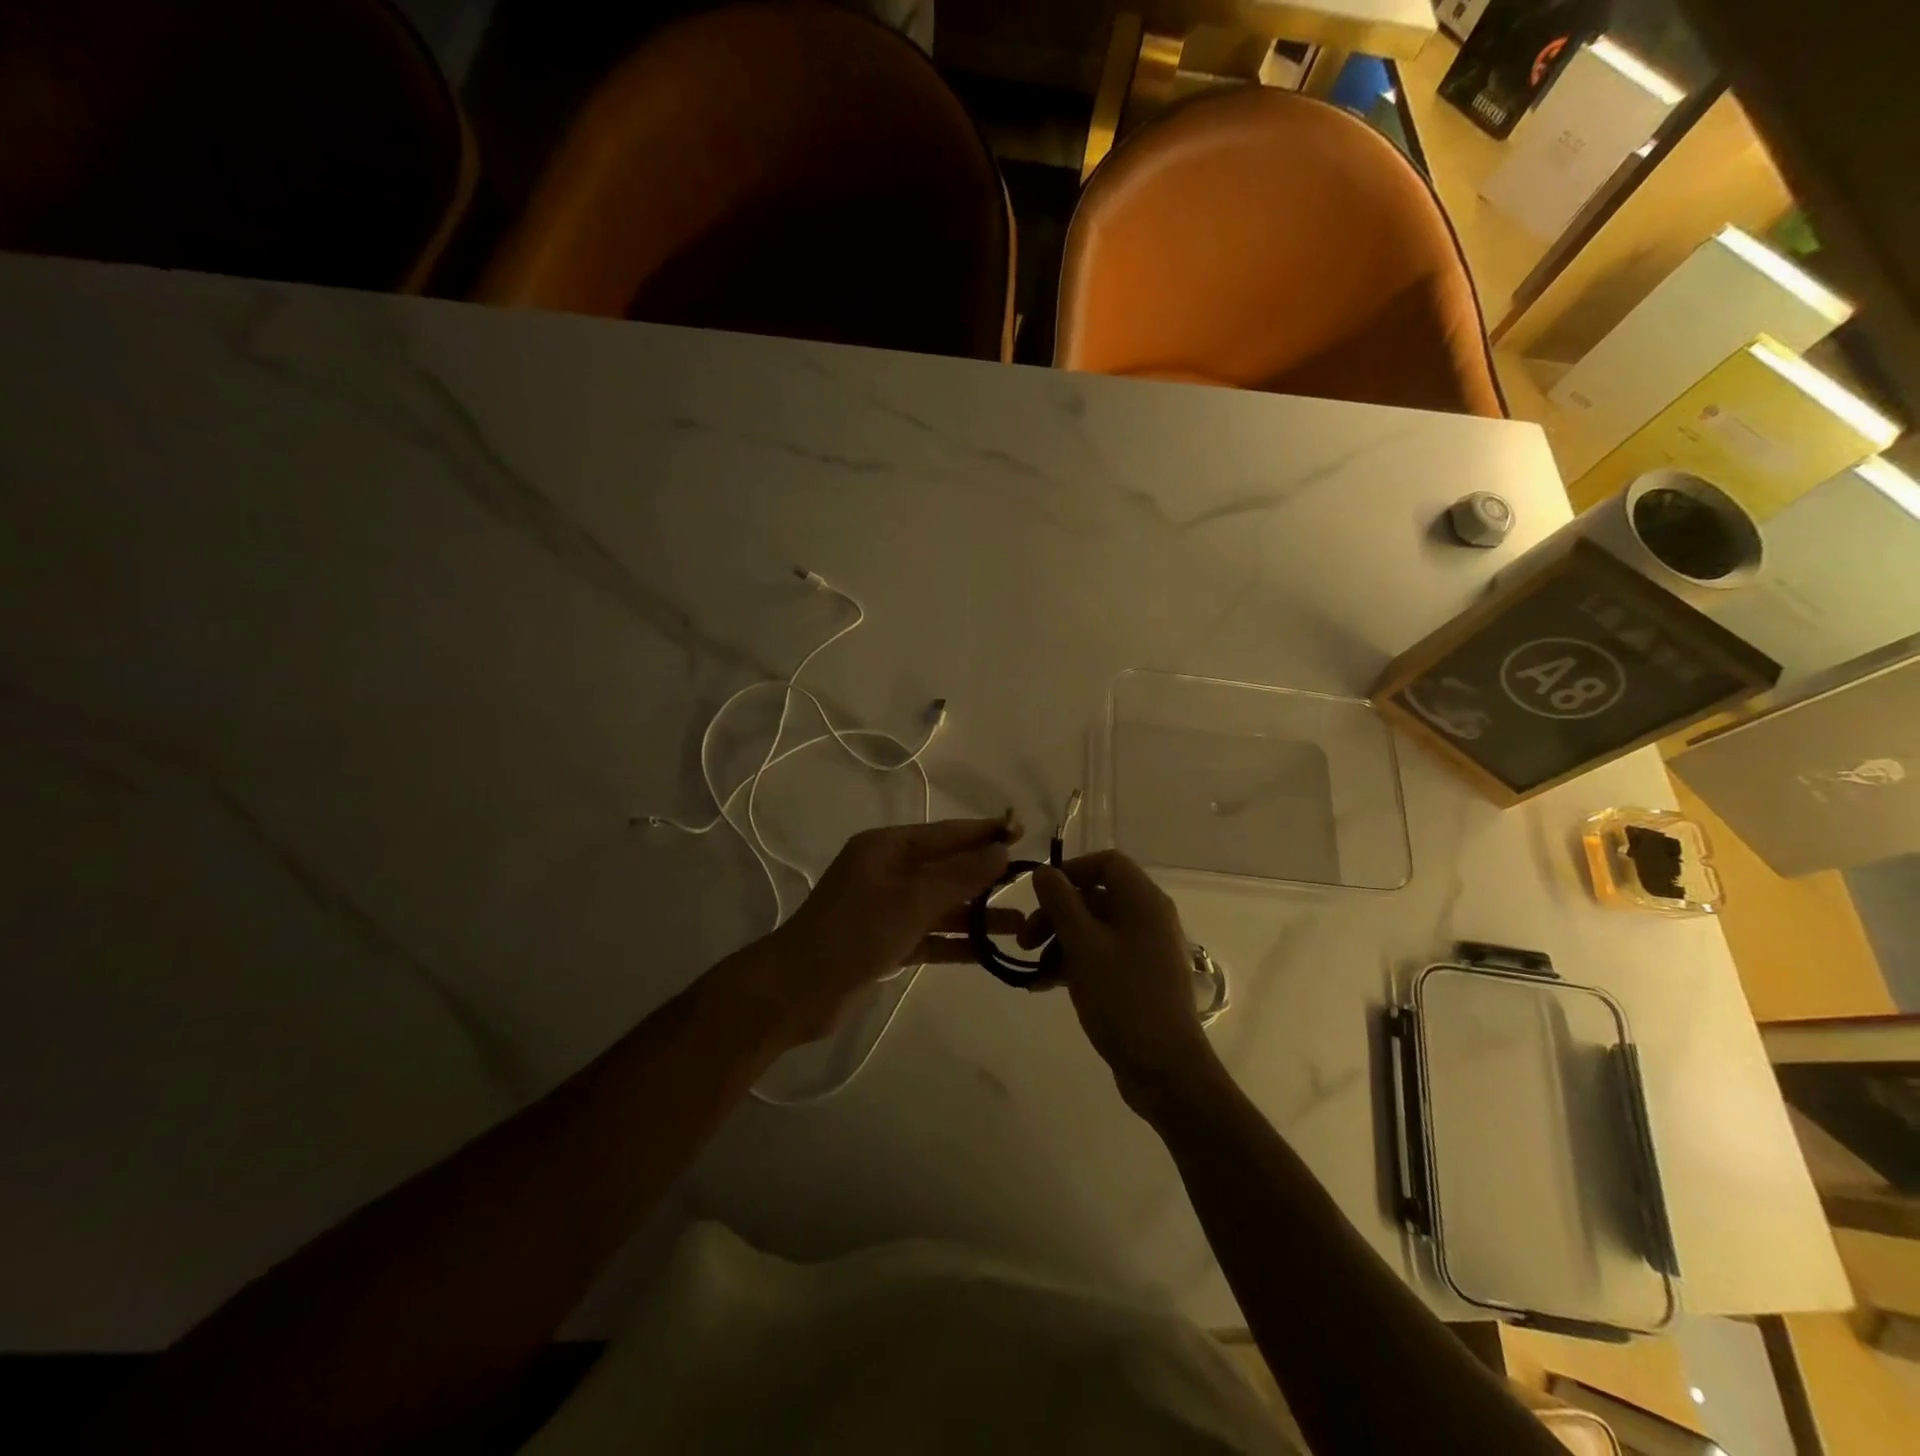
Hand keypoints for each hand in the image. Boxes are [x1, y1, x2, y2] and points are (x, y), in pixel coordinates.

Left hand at [758, 818, 1015, 1042]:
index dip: (986, 832)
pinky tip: (989, 951)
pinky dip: (956, 942)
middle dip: (986, 875)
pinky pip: (929, 935)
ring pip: (941, 904)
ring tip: (1022, 923)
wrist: (798, 990)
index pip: (947, 833)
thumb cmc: (856, 931)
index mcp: (887, 847)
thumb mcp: (913, 898)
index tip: (1025, 831)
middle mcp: (887, 871)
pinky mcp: (885, 942)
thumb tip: (1002, 848)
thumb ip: (960, 874)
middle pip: (946, 867)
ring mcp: (886, 908)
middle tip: (1032, 880)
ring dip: (977, 914)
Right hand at [1026, 852, 1218, 1103]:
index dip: (1071, 871)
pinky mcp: (1139, 978)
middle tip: (1024, 940)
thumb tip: (1044, 871)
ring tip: (1032, 969)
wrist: (1164, 1069)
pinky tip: (1044, 985)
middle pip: (1095, 897)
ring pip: (1094, 928)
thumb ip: (1060, 902)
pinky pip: (1101, 955)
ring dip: (1059, 942)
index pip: (1107, 862)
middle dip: (1055, 914)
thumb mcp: (1083, 945)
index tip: (1040, 895)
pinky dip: (1073, 963)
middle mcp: (1148, 918)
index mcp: (1143, 901)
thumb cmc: (1123, 997)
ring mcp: (1145, 950)